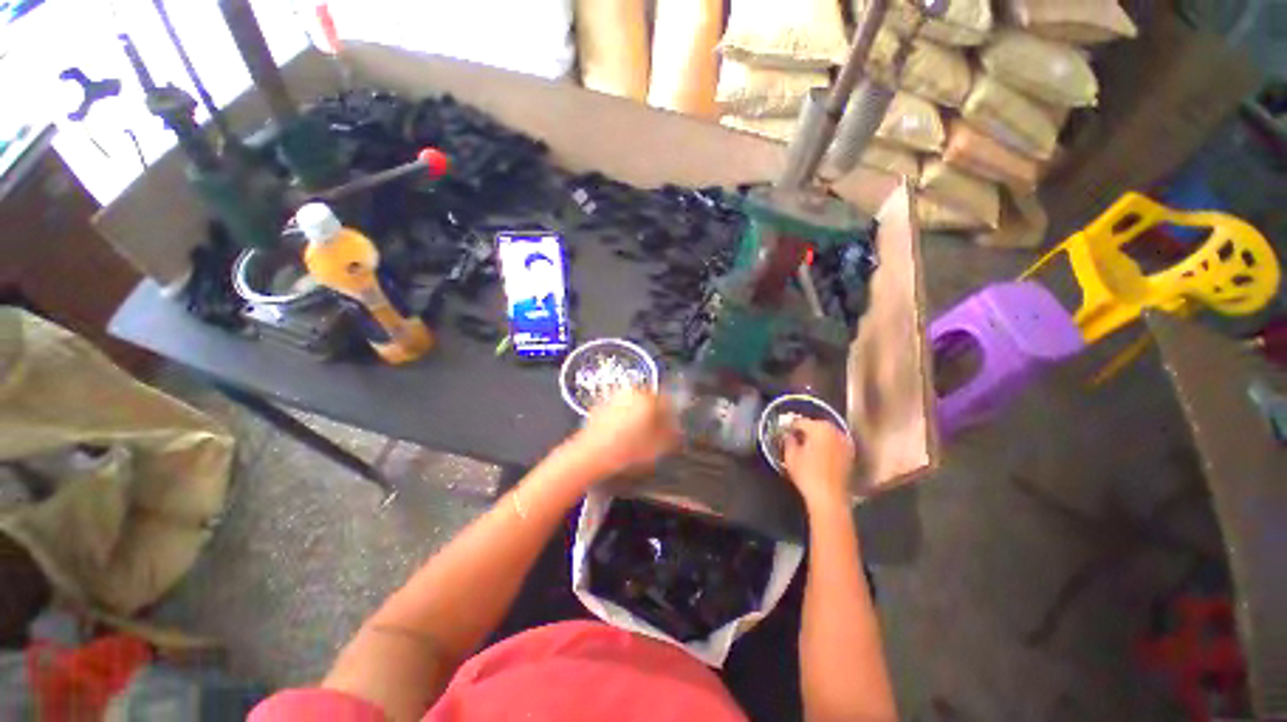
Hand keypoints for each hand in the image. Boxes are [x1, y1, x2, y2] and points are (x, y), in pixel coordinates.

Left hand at [573, 390, 679, 475]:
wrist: (589, 456)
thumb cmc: (626, 451)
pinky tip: (622, 438)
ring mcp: (614, 398)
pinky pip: (619, 411)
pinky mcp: (600, 406)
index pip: (669, 402)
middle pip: (650, 402)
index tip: (672, 430)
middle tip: (656, 435)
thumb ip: (672, 436)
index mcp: (648, 397)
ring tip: (638, 439)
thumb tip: (677, 431)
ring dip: (639, 418)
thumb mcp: (658, 448)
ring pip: (634, 406)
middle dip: (655, 417)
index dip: (673, 418)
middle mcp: (631, 392)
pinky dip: (623, 420)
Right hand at [782, 418, 854, 509]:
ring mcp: (845, 442)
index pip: (800, 422)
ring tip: (806, 446)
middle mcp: (835, 431)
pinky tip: (818, 454)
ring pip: (827, 434)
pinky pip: (834, 443)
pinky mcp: (850, 454)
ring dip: (817, 437)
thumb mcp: (790, 456)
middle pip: (816, 425)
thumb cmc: (807, 474)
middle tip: (794, 438)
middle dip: (805, 430)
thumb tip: (789, 435)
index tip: (784, 433)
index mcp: (819, 428)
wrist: (829, 498)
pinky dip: (826, 445)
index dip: (790, 427)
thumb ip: (788, 441)